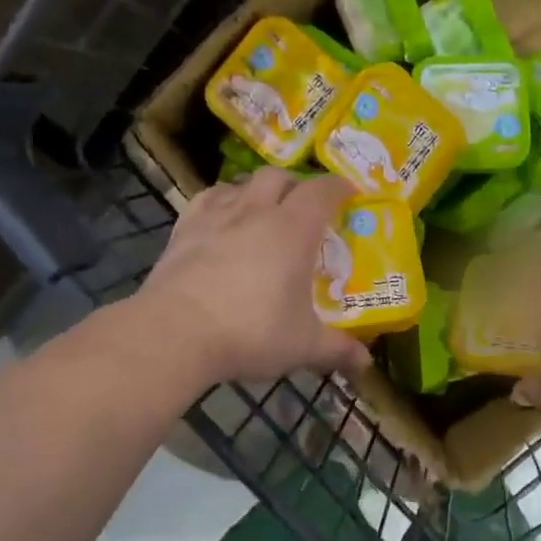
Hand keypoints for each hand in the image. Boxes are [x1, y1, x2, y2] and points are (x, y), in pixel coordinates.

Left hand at [136, 169, 371, 387]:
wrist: (175, 333)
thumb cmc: (251, 331)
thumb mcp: (302, 346)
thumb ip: (337, 350)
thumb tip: (365, 364)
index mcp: (293, 229)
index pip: (322, 191)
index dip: (339, 188)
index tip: (350, 195)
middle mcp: (256, 211)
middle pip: (279, 177)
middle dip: (296, 185)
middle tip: (305, 207)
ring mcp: (215, 216)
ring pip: (241, 184)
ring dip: (258, 190)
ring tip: (263, 211)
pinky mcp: (183, 229)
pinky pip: (207, 199)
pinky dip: (222, 202)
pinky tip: (222, 219)